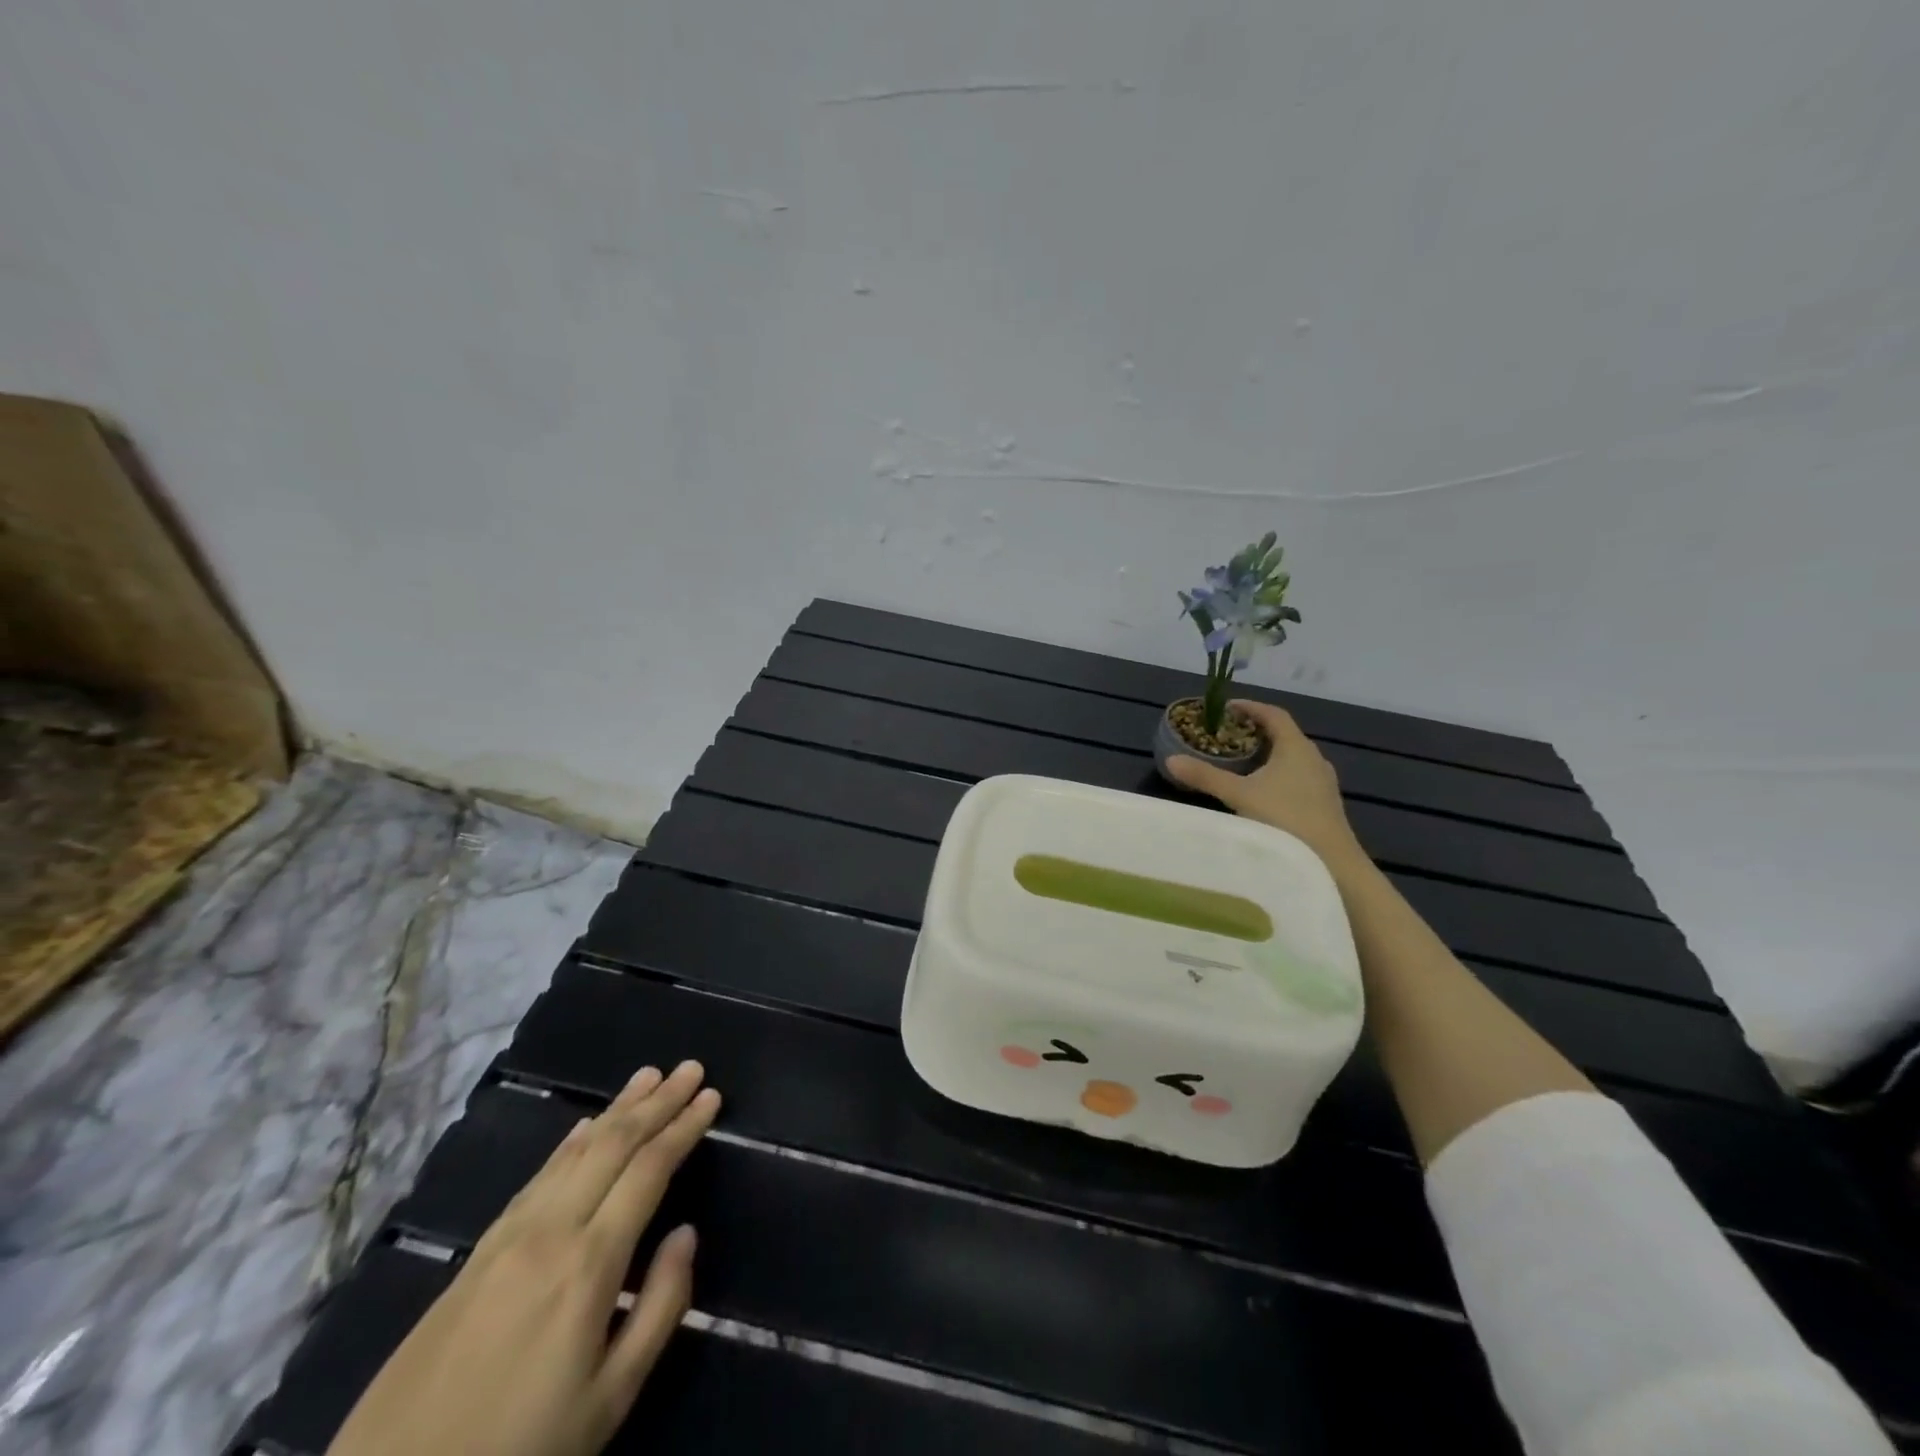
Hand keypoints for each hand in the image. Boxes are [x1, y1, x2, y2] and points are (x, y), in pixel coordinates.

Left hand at [326, 1061, 721, 1455]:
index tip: (712, 1097)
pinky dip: (571, 1142)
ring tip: (649, 1076)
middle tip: (691, 1068)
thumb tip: (686, 1234)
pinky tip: (585, 1126)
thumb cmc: (518, 1450)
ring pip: (575, 1150)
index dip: (684, 1128)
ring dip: (618, 1108)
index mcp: (589, 1264)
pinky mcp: (477, 1252)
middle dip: (657, 1102)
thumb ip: (660, 1308)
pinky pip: (538, 1175)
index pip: (649, 1170)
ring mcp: (509, 1236)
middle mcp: (551, 1231)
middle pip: (614, 1145)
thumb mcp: (608, 1400)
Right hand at [1167, 700, 1364, 870]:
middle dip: (1256, 732)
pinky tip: (1263, 793)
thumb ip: (1205, 776)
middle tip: (1229, 736)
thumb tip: (1170, 760)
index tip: (1228, 707)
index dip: (1251, 707)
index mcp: (1296, 748)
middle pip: (1284, 735)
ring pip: (1292, 759)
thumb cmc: (1284, 819)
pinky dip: (1279, 775)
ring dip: (1268, 755)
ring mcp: (1323, 783)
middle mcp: (1314, 759)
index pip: (1274, 715)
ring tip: (1242, 763)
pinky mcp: (1325, 804)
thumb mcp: (1238, 795)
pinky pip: (1299, 778)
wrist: (1331, 864)